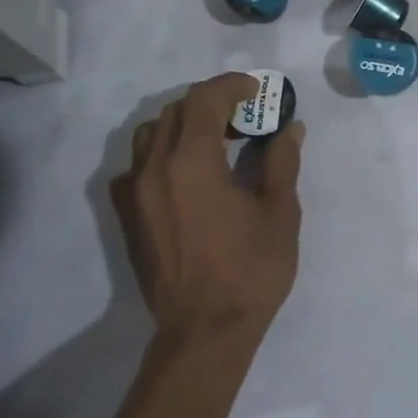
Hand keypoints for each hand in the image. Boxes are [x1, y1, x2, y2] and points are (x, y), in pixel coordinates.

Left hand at [111, 73, 304, 348]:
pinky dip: (162, 154)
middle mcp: (154, 168)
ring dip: (184, 124)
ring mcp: (134, 192)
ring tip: (215, 141)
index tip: (257, 90)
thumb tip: (290, 129)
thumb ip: (281, 163)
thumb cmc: (250, 272)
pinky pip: (137, 166)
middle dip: (210, 102)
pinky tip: (186, 175)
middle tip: (244, 115)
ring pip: (151, 134)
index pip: (204, 100)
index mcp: (192, 163)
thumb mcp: (279, 214)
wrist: (204, 331)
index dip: (231, 86)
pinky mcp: (127, 215)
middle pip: (176, 111)